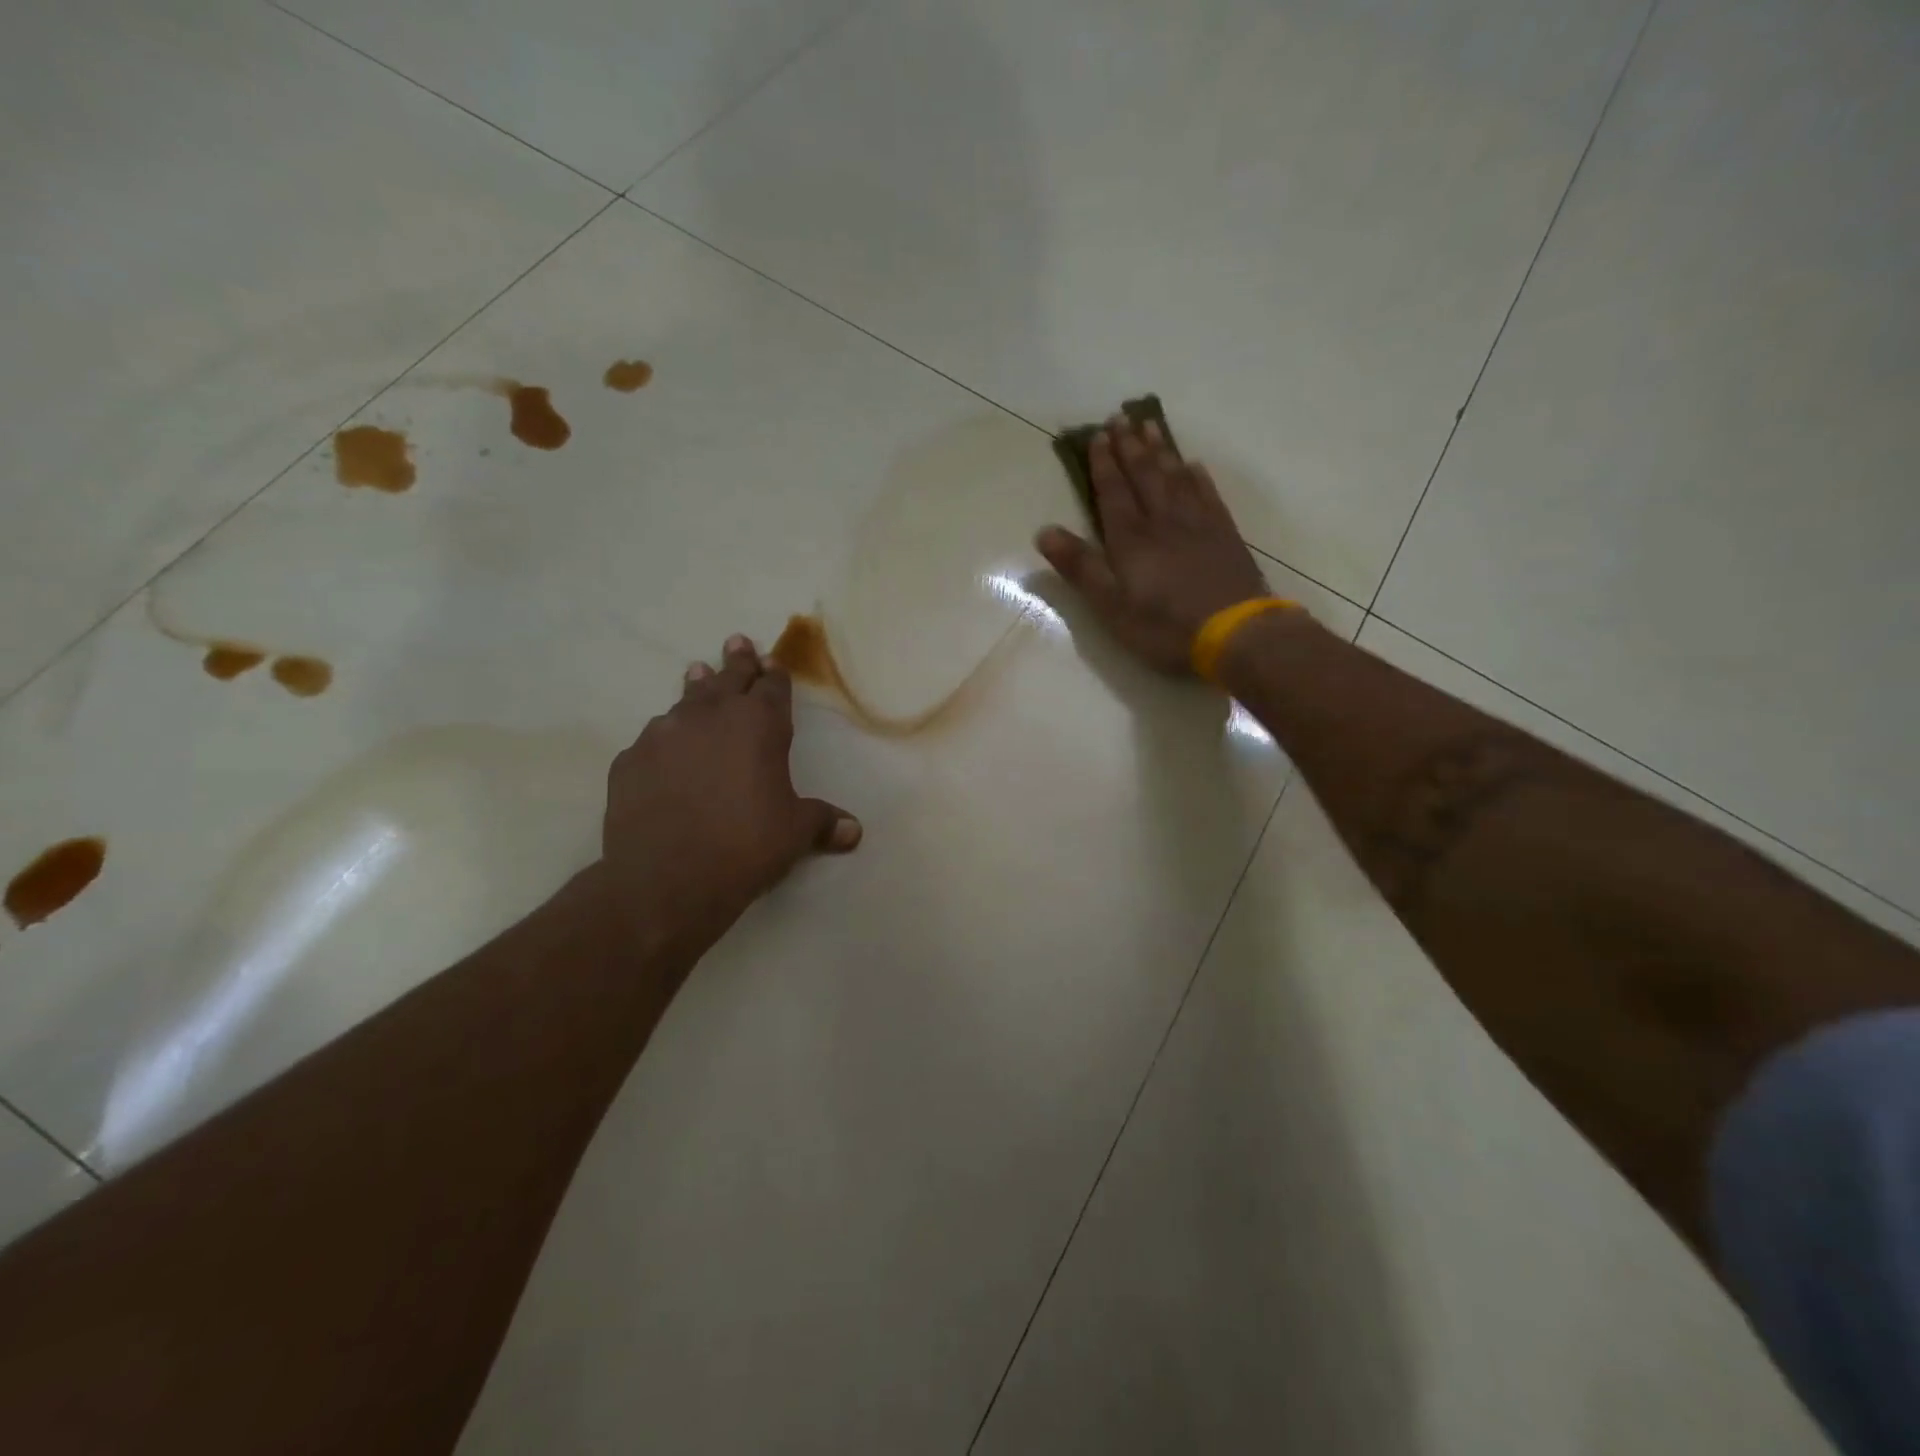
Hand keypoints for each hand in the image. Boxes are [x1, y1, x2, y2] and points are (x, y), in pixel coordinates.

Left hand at [602, 634, 860, 961]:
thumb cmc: (746, 846)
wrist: (666, 879)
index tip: (771, 660)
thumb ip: (823, 822)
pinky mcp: (629, 759)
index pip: (772, 688)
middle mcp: (711, 717)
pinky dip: (665, 737)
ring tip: (697, 672)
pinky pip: (653, 739)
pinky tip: (664, 748)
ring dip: (697, 687)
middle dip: (737, 661)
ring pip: (685, 700)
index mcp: (760, 726)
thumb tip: (855, 831)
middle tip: (736, 641)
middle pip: (728, 679)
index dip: (774, 674)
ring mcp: (664, 734)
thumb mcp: (795, 833)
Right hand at [1037, 414, 1270, 674]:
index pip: (1113, 491)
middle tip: (1120, 418)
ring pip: (1175, 477)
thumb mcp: (1110, 605)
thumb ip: (1080, 567)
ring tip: (1150, 426)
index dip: (1103, 464)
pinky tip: (1193, 465)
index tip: (1096, 435)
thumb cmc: (1164, 625)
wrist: (1234, 633)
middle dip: (1129, 447)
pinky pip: (1207, 494)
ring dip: (1160, 451)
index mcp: (1131, 538)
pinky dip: (1196, 477)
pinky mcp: (1224, 535)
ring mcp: (1198, 524)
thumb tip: (1044, 531)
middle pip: (1144, 475)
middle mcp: (1163, 521)